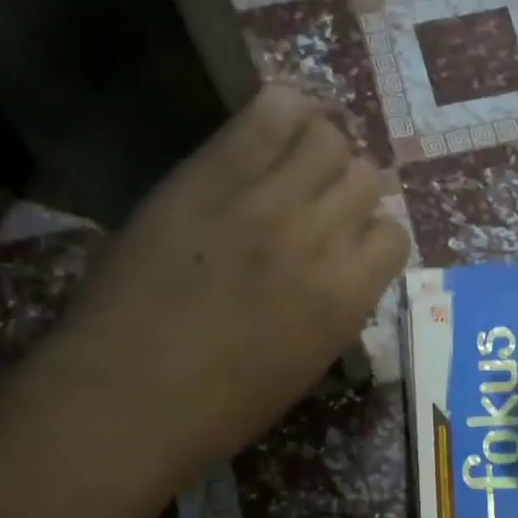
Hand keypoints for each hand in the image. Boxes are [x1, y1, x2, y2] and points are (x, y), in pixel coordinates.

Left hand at [33, 87, 407, 479]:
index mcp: (349, 296)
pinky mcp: (213, 173)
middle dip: (349, 188)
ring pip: (328, 138)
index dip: (372, 235)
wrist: (123, 399)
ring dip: (320, 147)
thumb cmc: (217, 408)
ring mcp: (268, 199)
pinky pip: (269, 113)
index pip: (393, 234)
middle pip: (367, 175)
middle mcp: (322, 236)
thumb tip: (339, 266)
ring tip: (293, 160)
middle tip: (318, 200)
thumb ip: (334, 305)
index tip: (348, 242)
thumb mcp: (304, 366)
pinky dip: (283, 110)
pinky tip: (273, 125)